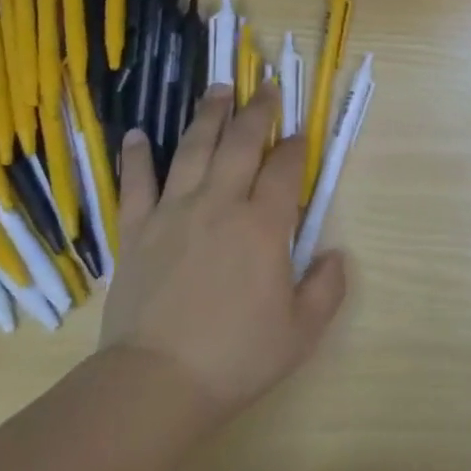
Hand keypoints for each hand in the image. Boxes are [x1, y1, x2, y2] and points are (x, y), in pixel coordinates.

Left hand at [99, 85, 347, 419]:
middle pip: (241, 144)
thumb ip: (326, 287)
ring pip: (193, 150)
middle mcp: (220, 204)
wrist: (156, 383)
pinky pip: (137, 184)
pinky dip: (138, 157)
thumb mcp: (302, 331)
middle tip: (265, 87)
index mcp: (263, 225)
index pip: (284, 170)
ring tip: (217, 89)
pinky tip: (139, 134)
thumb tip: (334, 255)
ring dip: (208, 116)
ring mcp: (174, 213)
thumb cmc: (236, 356)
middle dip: (257, 112)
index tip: (299, 135)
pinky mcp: (136, 231)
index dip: (295, 147)